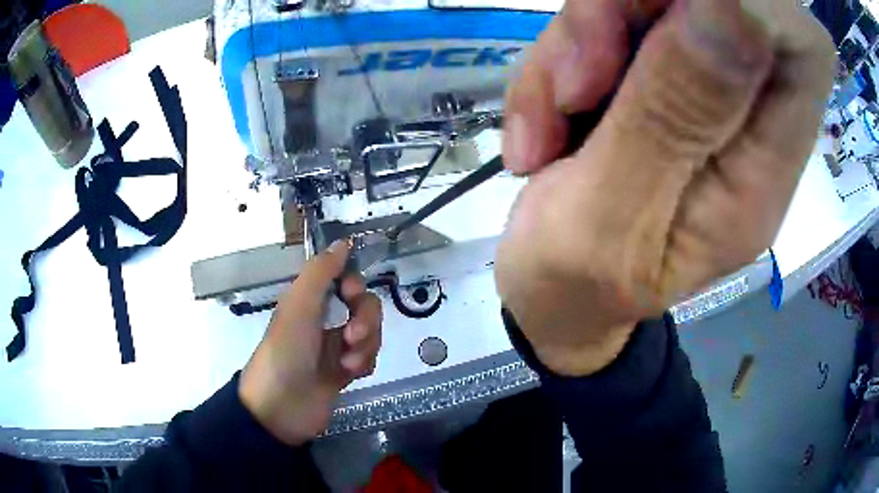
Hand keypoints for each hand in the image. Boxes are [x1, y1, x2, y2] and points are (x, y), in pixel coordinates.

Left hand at [239, 240, 381, 444]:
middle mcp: (325, 320)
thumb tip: (344, 242)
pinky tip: (350, 375)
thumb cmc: (286, 350)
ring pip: (370, 333)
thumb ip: (321, 272)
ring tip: (348, 362)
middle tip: (352, 336)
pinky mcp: (346, 372)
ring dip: (365, 345)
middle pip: (364, 306)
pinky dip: (363, 363)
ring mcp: (336, 347)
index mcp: (311, 300)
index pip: (345, 279)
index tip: (350, 294)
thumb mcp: (299, 305)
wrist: (281, 407)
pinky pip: (369, 358)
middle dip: (366, 320)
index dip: (354, 283)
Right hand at [497, 0, 834, 375]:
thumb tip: (730, 8)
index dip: (756, 2)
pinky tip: (544, 120)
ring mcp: (702, 92)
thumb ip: (671, 119)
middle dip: (629, 11)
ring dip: (581, 40)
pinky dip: (564, 53)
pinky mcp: (661, 77)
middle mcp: (748, 123)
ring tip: (542, 127)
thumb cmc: (575, 284)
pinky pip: (616, 22)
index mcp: (762, 174)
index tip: (664, 9)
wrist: (555, 293)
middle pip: (725, 1)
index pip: (803, 45)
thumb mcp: (607, 221)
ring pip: (655, 1)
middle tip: (575, 81)